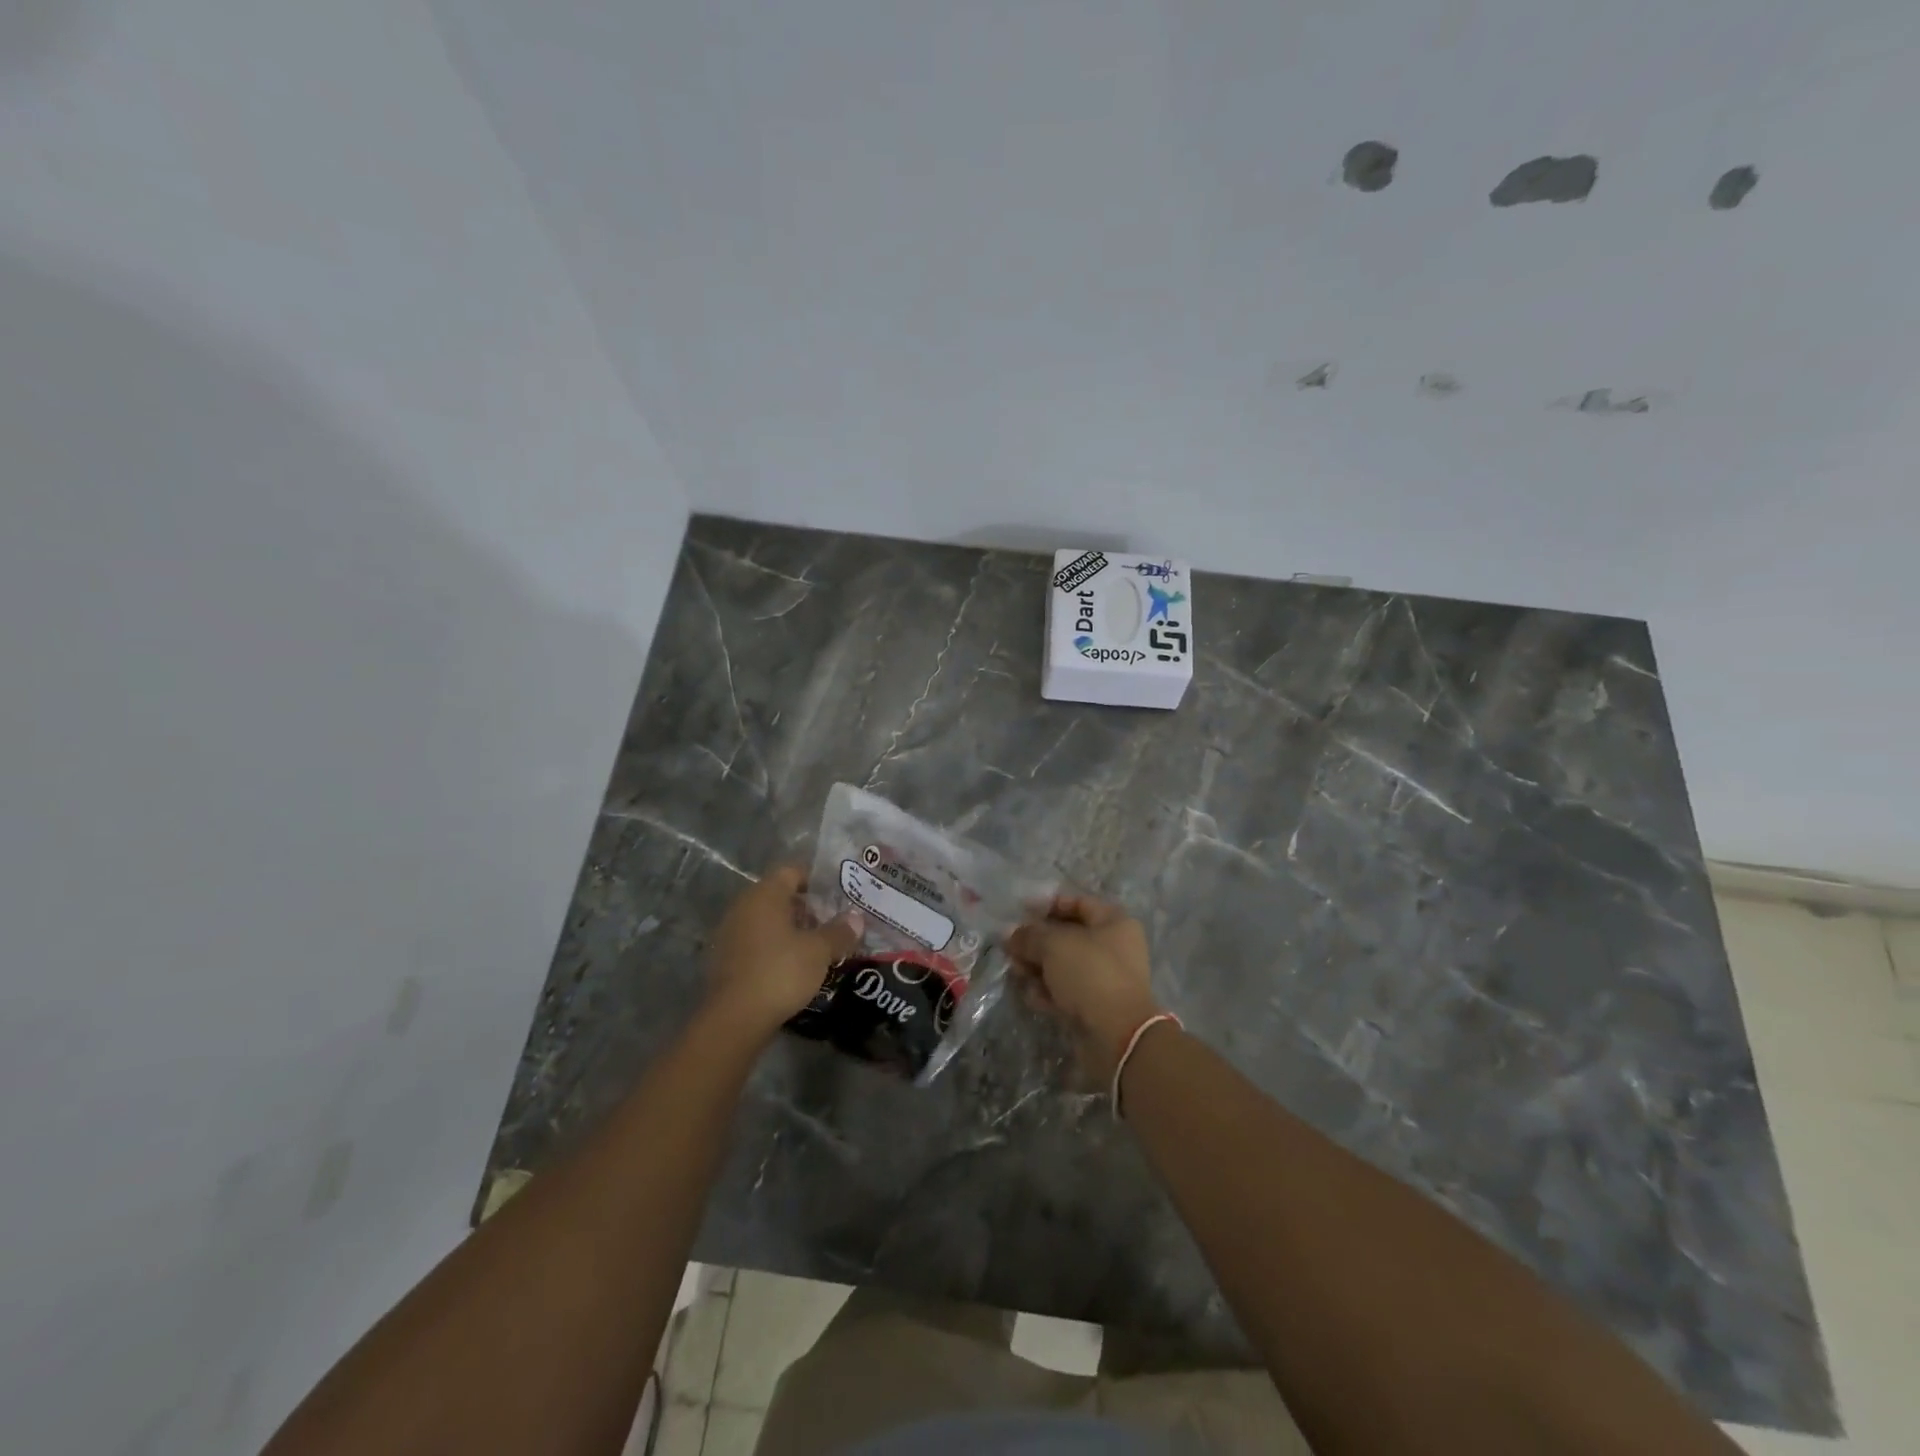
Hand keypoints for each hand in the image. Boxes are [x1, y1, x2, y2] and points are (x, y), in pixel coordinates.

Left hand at [704, 867, 861, 1037]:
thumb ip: (839, 931)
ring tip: (819, 946)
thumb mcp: (819, 951)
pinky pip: (757, 942)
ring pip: (768, 921)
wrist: (735, 1019)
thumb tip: (856, 918)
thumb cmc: (780, 972)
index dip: (817, 880)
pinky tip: (795, 966)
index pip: (792, 871)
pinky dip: (776, 947)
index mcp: (765, 895)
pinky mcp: (726, 960)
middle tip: (834, 922)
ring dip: (792, 930)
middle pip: (780, 896)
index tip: (838, 894)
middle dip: (808, 908)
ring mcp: (731, 933)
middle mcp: (744, 907)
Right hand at [1007, 894, 1163, 1081]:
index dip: (1047, 904)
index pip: (1077, 903)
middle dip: (1036, 941)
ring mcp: (1105, 979)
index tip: (1020, 912)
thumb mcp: (1054, 945)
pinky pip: (1066, 991)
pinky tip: (1031, 996)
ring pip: (1063, 965)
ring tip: (1016, 971)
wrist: (1117, 1035)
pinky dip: (1048, 991)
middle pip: (1067, 936)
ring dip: (1037, 967)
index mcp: (1114, 922)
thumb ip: (1029, 935)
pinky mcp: (1096, 1006)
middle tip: (1011, 947)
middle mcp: (1113, 947)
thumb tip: (1010, 933)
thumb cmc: (1090, 974)